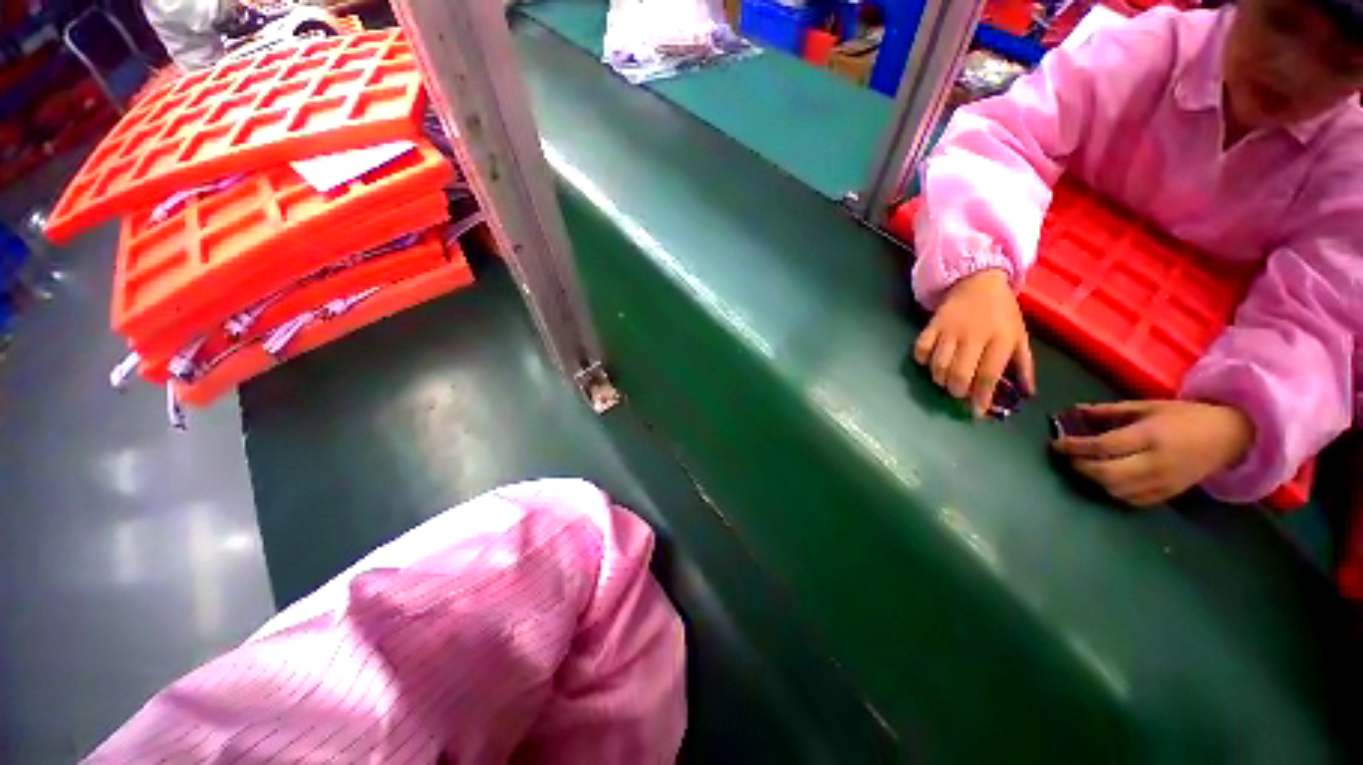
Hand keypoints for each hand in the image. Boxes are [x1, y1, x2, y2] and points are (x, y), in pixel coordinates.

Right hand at [914, 269, 1034, 416]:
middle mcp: (974, 336)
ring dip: (939, 379)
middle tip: (957, 394)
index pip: (988, 375)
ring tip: (944, 381)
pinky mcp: (932, 325)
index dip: (981, 397)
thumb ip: (1022, 365)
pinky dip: (922, 360)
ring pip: (938, 364)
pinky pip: (921, 348)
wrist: (978, 281)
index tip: (976, 413)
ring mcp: (950, 330)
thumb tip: (1026, 394)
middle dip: (956, 391)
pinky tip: (929, 362)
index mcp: (1000, 339)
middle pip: (959, 373)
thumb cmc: (1002, 312)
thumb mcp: (1019, 335)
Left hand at [1052, 400, 1255, 506]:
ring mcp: (1164, 483)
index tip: (1055, 444)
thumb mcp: (1147, 406)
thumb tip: (1073, 410)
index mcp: (1151, 437)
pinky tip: (1105, 479)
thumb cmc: (1185, 416)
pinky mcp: (1169, 496)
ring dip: (1093, 480)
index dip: (1074, 447)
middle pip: (1107, 474)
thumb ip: (1108, 411)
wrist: (1231, 436)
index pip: (1104, 446)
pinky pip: (1132, 501)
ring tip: (1084, 466)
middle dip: (1080, 466)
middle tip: (1067, 457)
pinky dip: (1112, 491)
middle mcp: (1156, 463)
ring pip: (1116, 491)